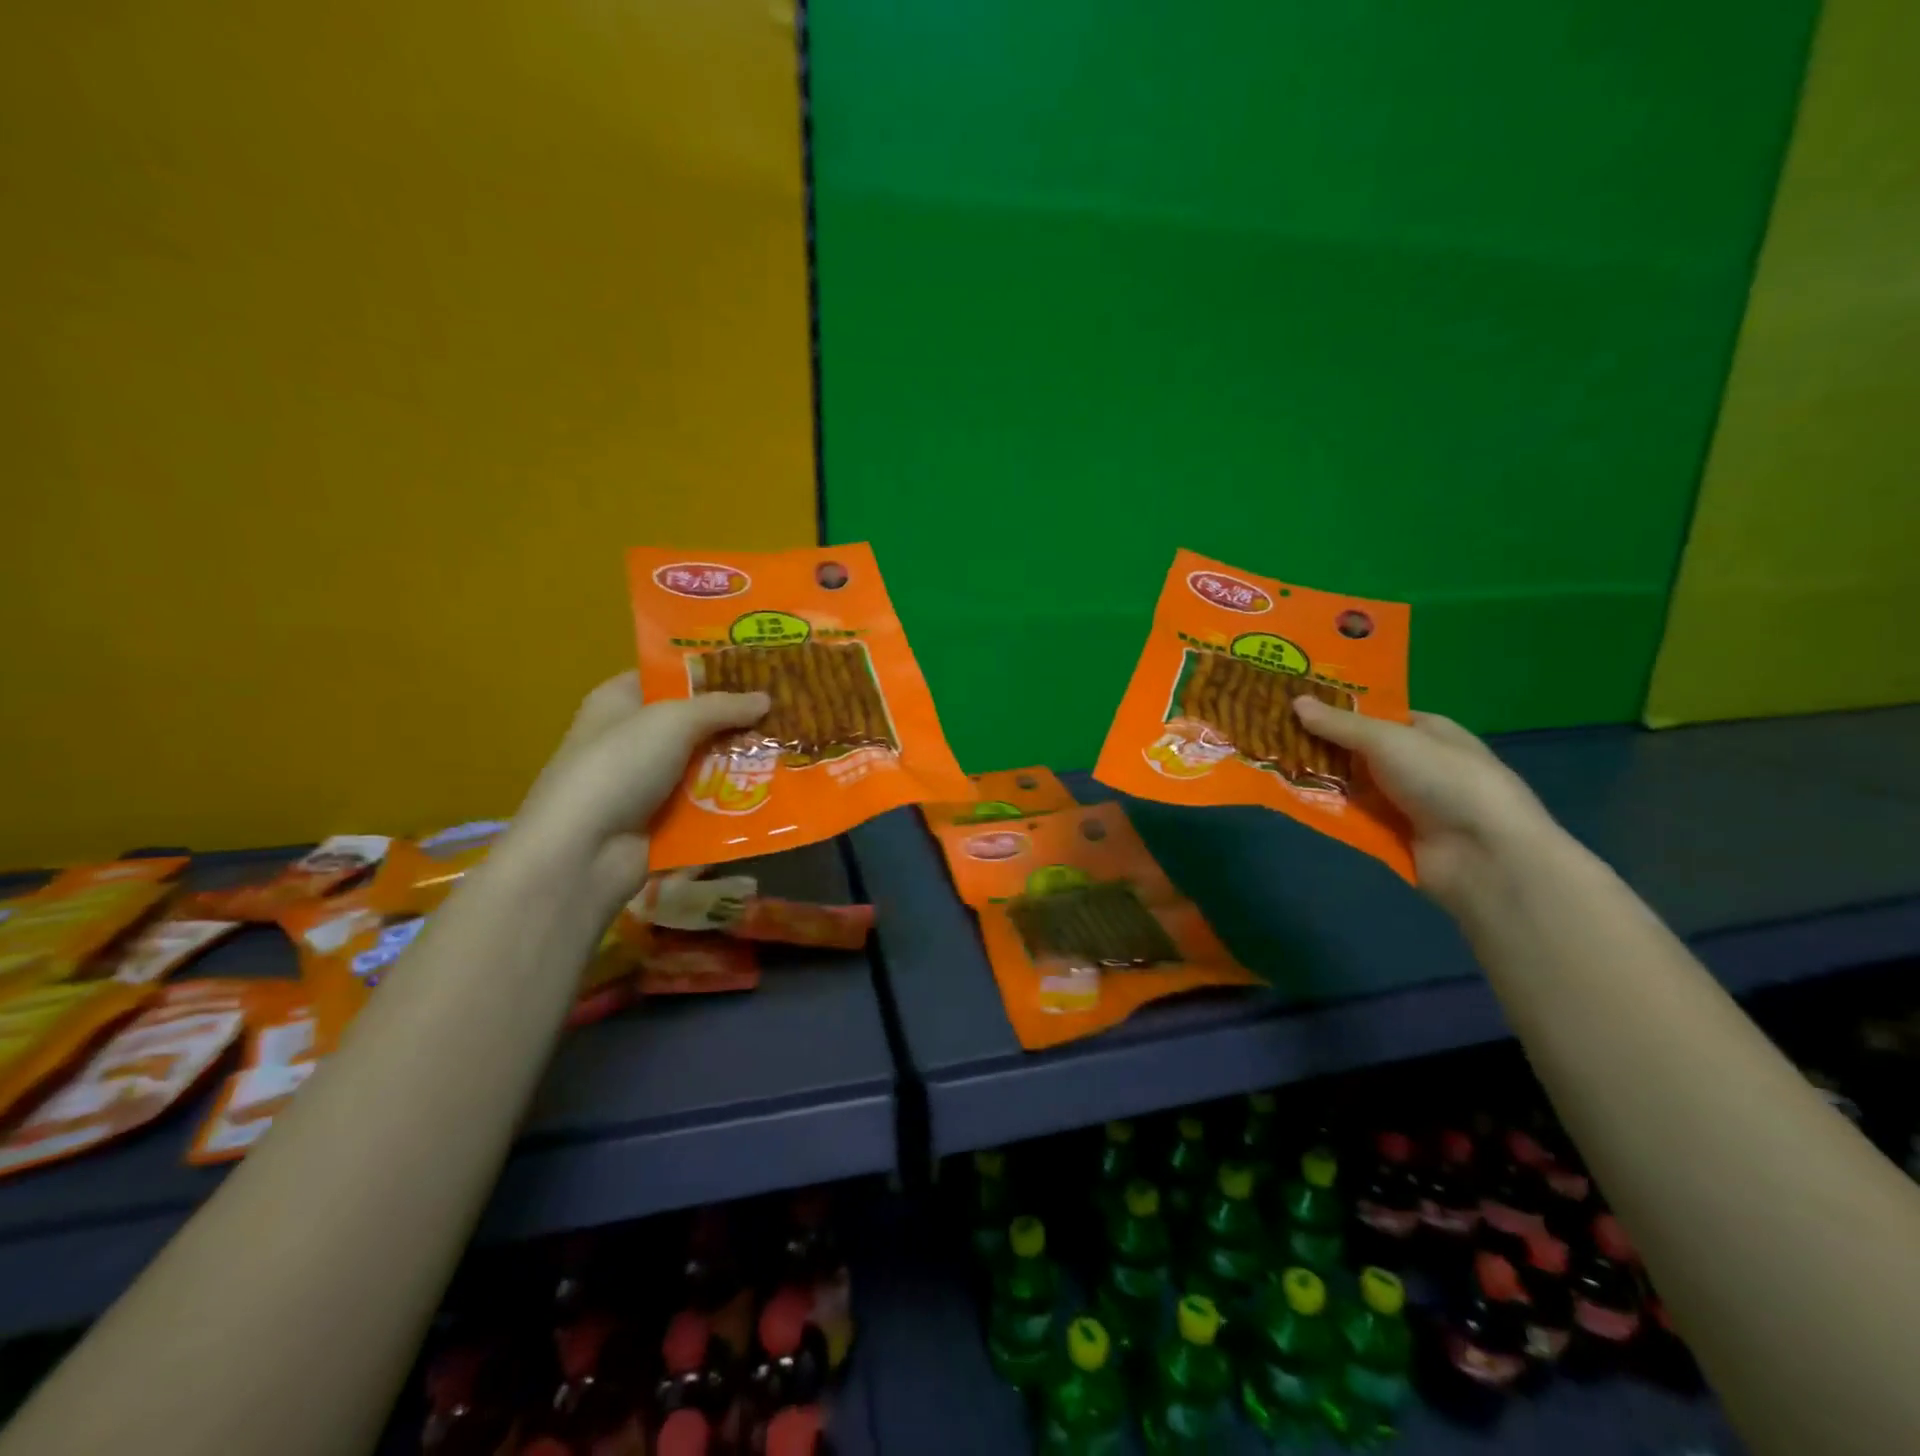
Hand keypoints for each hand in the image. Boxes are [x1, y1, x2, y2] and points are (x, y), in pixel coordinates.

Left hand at [512, 672, 768, 914]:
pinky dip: (732, 801)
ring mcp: (646, 783)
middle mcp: (631, 738)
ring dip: (740, 763)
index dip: (709, 672)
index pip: (668, 677)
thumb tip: (766, 699)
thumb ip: (723, 707)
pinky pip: (706, 804)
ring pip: (705, 765)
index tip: (756, 670)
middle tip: (786, 713)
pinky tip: (773, 794)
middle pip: (693, 723)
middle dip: (736, 721)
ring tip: (790, 752)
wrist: (583, 852)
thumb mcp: (674, 721)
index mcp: (619, 701)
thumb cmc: (620, 766)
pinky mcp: (661, 822)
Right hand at [1292, 696, 1557, 907]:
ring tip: (1267, 765)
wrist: (1483, 855)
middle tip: (1269, 734)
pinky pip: (1349, 817)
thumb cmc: (1443, 779)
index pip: (1376, 715)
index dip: (1337, 709)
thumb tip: (1296, 701)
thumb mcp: (1388, 740)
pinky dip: (1323, 810)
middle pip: (1357, 751)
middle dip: (1318, 745)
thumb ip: (1339, 724)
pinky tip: (1287, 800)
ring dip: (1316, 778)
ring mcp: (1403, 802)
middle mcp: (1416, 764)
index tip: (1293, 704)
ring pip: (1349, 785)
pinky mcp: (1390, 836)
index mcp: (1427, 731)